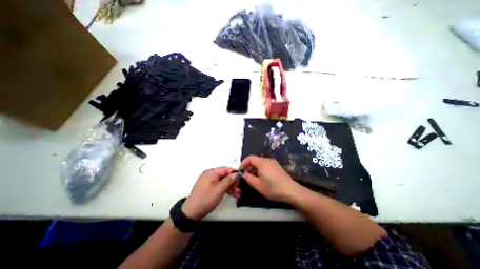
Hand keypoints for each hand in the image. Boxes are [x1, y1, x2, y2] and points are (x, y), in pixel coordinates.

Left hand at [182, 167, 235, 221]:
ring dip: (230, 187)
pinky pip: (219, 185)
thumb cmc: (206, 199)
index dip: (234, 173)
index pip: (226, 169)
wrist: (192, 213)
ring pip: (223, 181)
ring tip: (238, 194)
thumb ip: (229, 180)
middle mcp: (210, 175)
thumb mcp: (219, 189)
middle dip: (233, 182)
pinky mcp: (209, 187)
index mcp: (211, 172)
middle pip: (225, 175)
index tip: (241, 179)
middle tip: (239, 189)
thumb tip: (236, 173)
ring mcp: (209, 181)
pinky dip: (225, 189)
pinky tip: (232, 195)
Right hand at [239, 155, 300, 202]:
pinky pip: (266, 165)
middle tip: (246, 175)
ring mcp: (273, 163)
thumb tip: (244, 173)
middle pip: (255, 160)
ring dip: (254, 168)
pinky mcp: (277, 167)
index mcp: (262, 162)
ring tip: (253, 177)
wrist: (291, 191)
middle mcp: (268, 160)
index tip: (240, 170)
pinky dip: (261, 169)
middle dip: (249, 166)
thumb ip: (248, 178)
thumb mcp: (258, 185)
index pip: (250, 158)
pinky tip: (261, 177)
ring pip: (261, 162)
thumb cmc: (273, 188)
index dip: (243, 163)